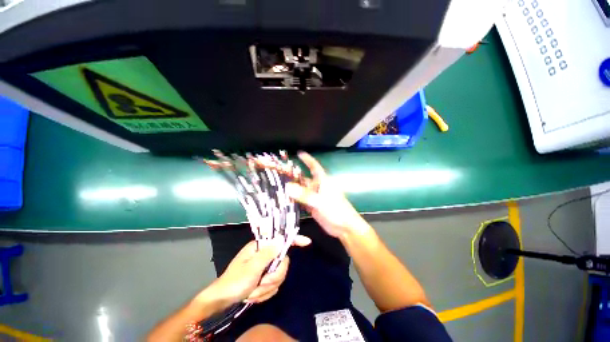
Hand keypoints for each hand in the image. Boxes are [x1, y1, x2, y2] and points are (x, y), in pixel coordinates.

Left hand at [202, 237, 310, 306]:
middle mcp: (264, 255)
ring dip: (266, 288)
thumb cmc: (234, 282)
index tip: (307, 242)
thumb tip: (281, 239)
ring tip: (253, 291)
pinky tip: (254, 295)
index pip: (280, 240)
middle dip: (273, 277)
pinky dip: (264, 293)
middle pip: (282, 263)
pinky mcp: (264, 278)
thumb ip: (268, 254)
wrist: (222, 301)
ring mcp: (265, 267)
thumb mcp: (251, 268)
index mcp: (260, 247)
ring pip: (279, 276)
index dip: (294, 240)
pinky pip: (274, 286)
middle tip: (261, 284)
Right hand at [285, 152, 369, 238]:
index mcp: (323, 181)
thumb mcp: (320, 201)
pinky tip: (283, 199)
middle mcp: (317, 187)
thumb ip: (305, 195)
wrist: (344, 227)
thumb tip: (288, 186)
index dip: (307, 159)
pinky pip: (301, 200)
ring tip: (277, 185)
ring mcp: (314, 197)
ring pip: (301, 190)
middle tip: (279, 173)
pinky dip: (293, 199)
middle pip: (304, 178)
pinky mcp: (312, 206)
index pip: (314, 167)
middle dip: (293, 175)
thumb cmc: (336, 210)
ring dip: (292, 188)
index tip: (299, 153)